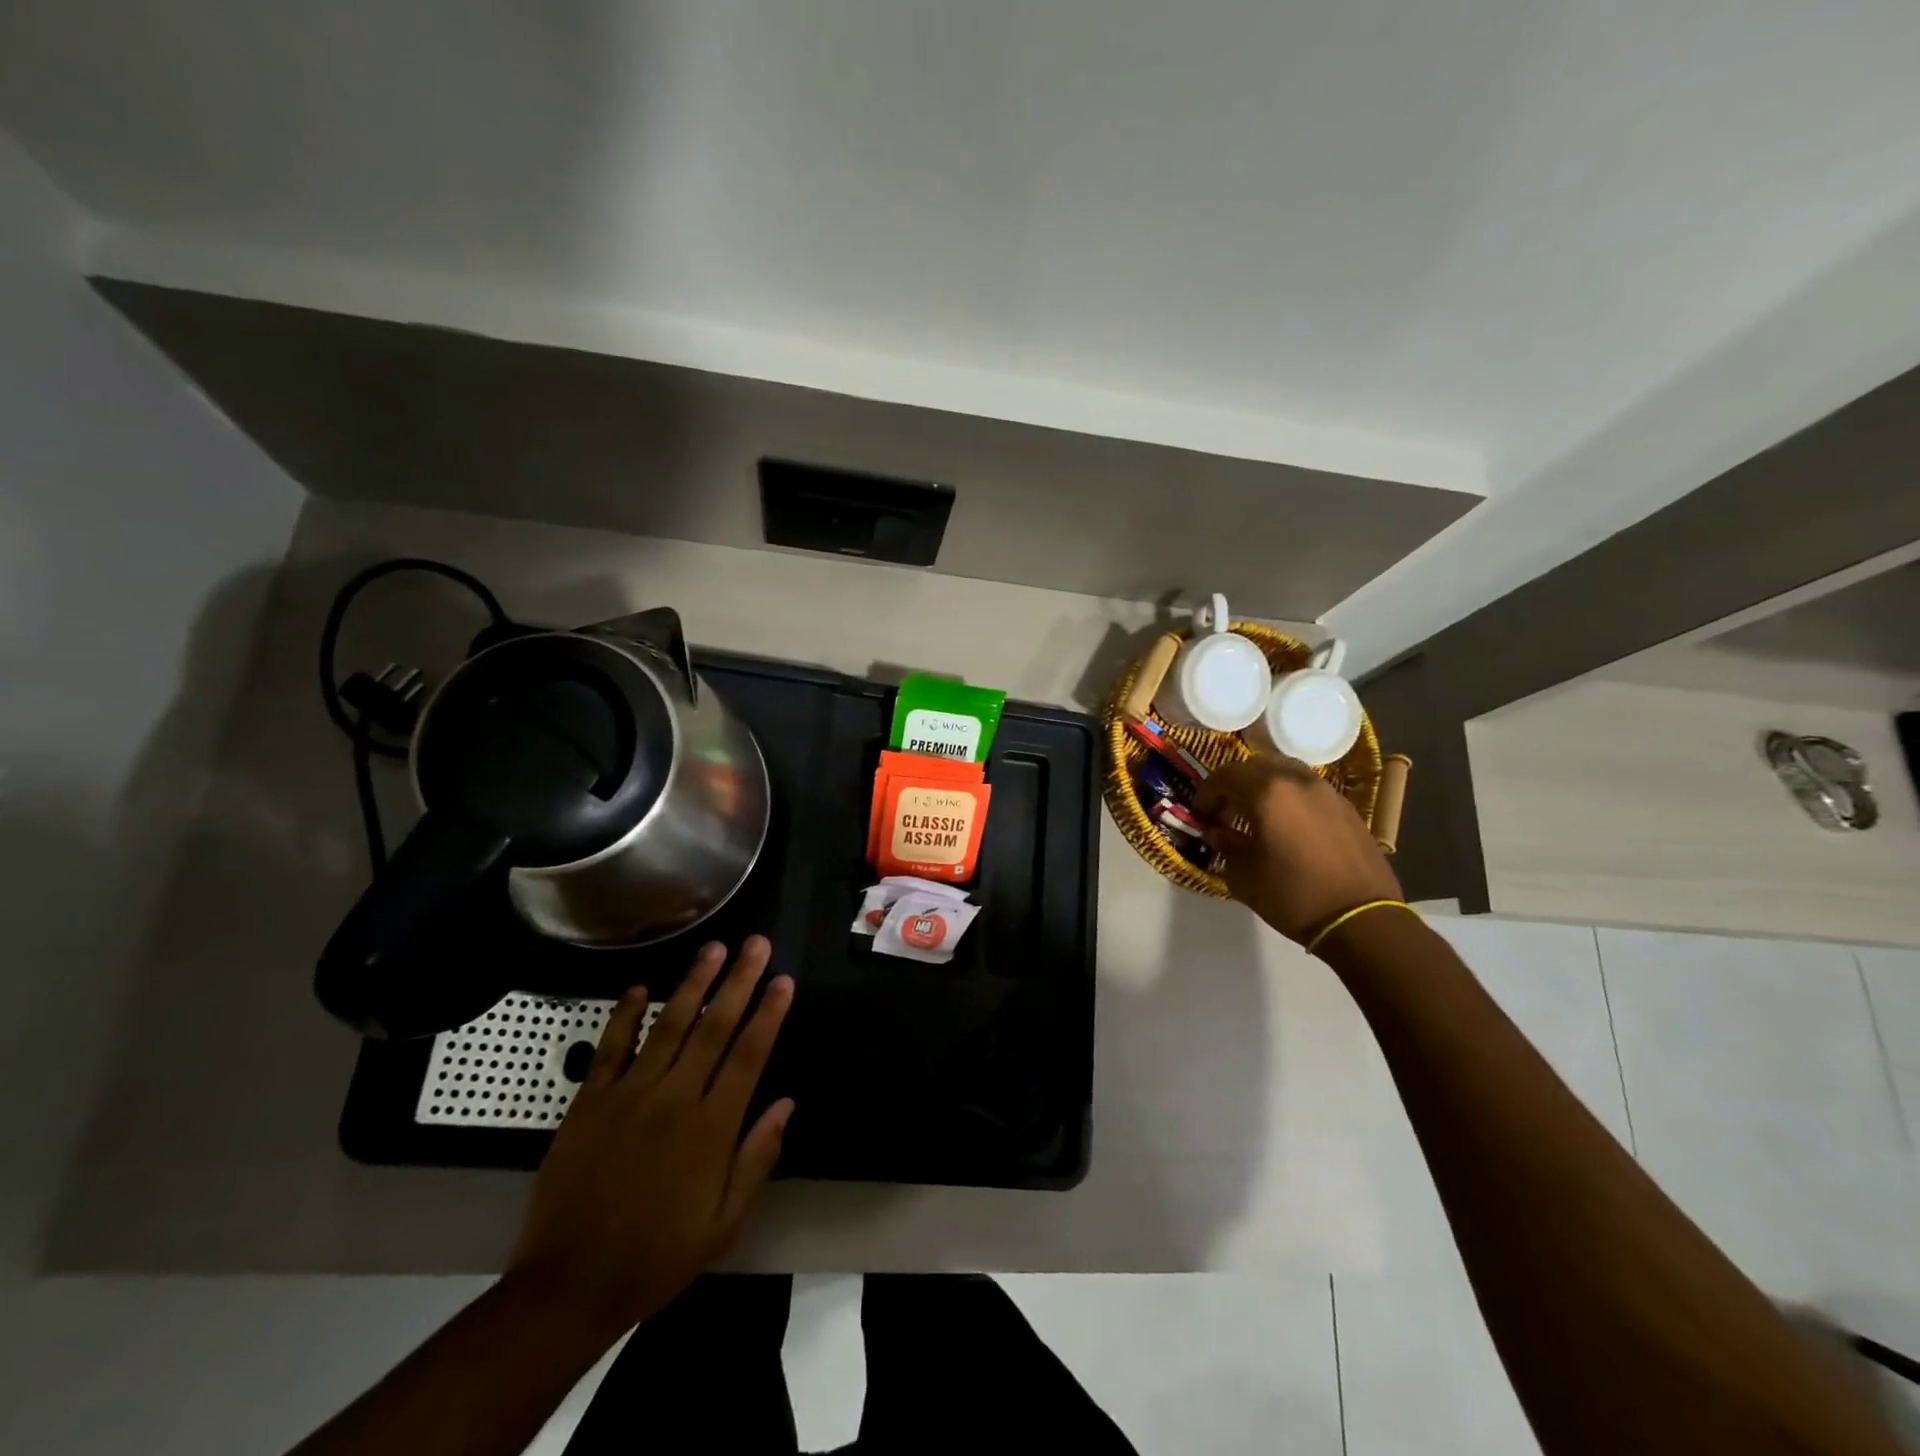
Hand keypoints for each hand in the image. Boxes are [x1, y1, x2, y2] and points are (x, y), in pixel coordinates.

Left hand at [506, 937, 794, 1332]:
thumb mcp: (723, 1224)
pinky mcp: (590, 1102)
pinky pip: (611, 1048)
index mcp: (711, 1128)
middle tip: (756, 942)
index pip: (749, 1055)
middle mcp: (675, 1099)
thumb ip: (757, 1159)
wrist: (569, 1286)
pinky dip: (625, 1015)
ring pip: (668, 1025)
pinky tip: (640, 988)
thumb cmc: (656, 1256)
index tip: (783, 980)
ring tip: (713, 948)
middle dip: (738, 981)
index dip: (769, 1014)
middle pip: (713, 1027)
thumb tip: (786, 1103)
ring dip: (693, 983)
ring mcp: (629, 1095)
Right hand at [1194, 755, 1401, 943]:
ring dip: (1264, 785)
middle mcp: (1297, 781)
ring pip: (1285, 771)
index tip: (1201, 813)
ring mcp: (1326, 791)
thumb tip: (1218, 833)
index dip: (1207, 792)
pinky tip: (1288, 824)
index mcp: (1267, 793)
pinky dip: (1290, 796)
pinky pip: (1308, 788)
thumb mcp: (1244, 876)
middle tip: (1226, 809)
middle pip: (1256, 765)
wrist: (1361, 919)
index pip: (1225, 776)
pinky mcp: (1346, 807)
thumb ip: (1226, 846)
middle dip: (1235, 783)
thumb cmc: (1293, 896)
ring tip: (1257, 813)